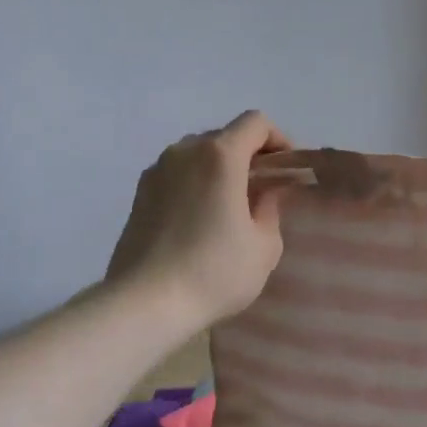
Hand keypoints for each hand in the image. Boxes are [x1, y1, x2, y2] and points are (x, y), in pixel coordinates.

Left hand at [103, 111, 297, 330]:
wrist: (145, 303)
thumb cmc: (215, 272)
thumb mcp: (264, 246)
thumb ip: (271, 208)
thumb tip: (266, 192)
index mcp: (220, 156)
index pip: (255, 123)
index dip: (278, 140)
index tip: (287, 170)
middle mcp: (184, 152)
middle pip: (225, 136)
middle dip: (250, 155)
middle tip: (265, 189)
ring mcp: (156, 171)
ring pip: (198, 155)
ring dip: (220, 169)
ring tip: (232, 206)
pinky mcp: (139, 194)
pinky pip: (177, 175)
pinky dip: (196, 184)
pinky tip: (202, 221)